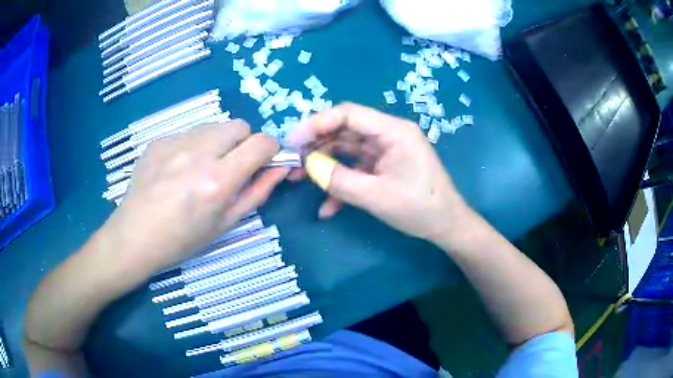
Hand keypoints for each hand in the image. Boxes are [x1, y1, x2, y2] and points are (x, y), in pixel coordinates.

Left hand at [102, 120, 287, 274]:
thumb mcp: (225, 224)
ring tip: (201, 168)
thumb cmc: (182, 240)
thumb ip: (257, 192)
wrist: (135, 236)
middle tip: (230, 166)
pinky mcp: (159, 140)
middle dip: (244, 142)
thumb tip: (281, 168)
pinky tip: (177, 169)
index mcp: (217, 180)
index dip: (271, 150)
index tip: (264, 162)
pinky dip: (193, 146)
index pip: (261, 143)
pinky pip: (189, 133)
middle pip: (239, 125)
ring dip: (218, 142)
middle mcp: (198, 153)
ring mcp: (175, 142)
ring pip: (214, 126)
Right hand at [285, 103, 469, 243]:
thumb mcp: (376, 196)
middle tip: (292, 160)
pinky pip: (356, 168)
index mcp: (393, 131)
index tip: (294, 140)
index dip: (318, 123)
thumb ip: (340, 180)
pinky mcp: (384, 166)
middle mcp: (388, 134)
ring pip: (347, 149)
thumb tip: (310, 167)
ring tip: (299, 179)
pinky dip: (341, 183)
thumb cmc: (419, 208)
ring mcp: (386, 151)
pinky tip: (327, 206)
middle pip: (345, 130)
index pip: (349, 114)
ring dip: (324, 164)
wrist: (446, 226)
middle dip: (317, 145)